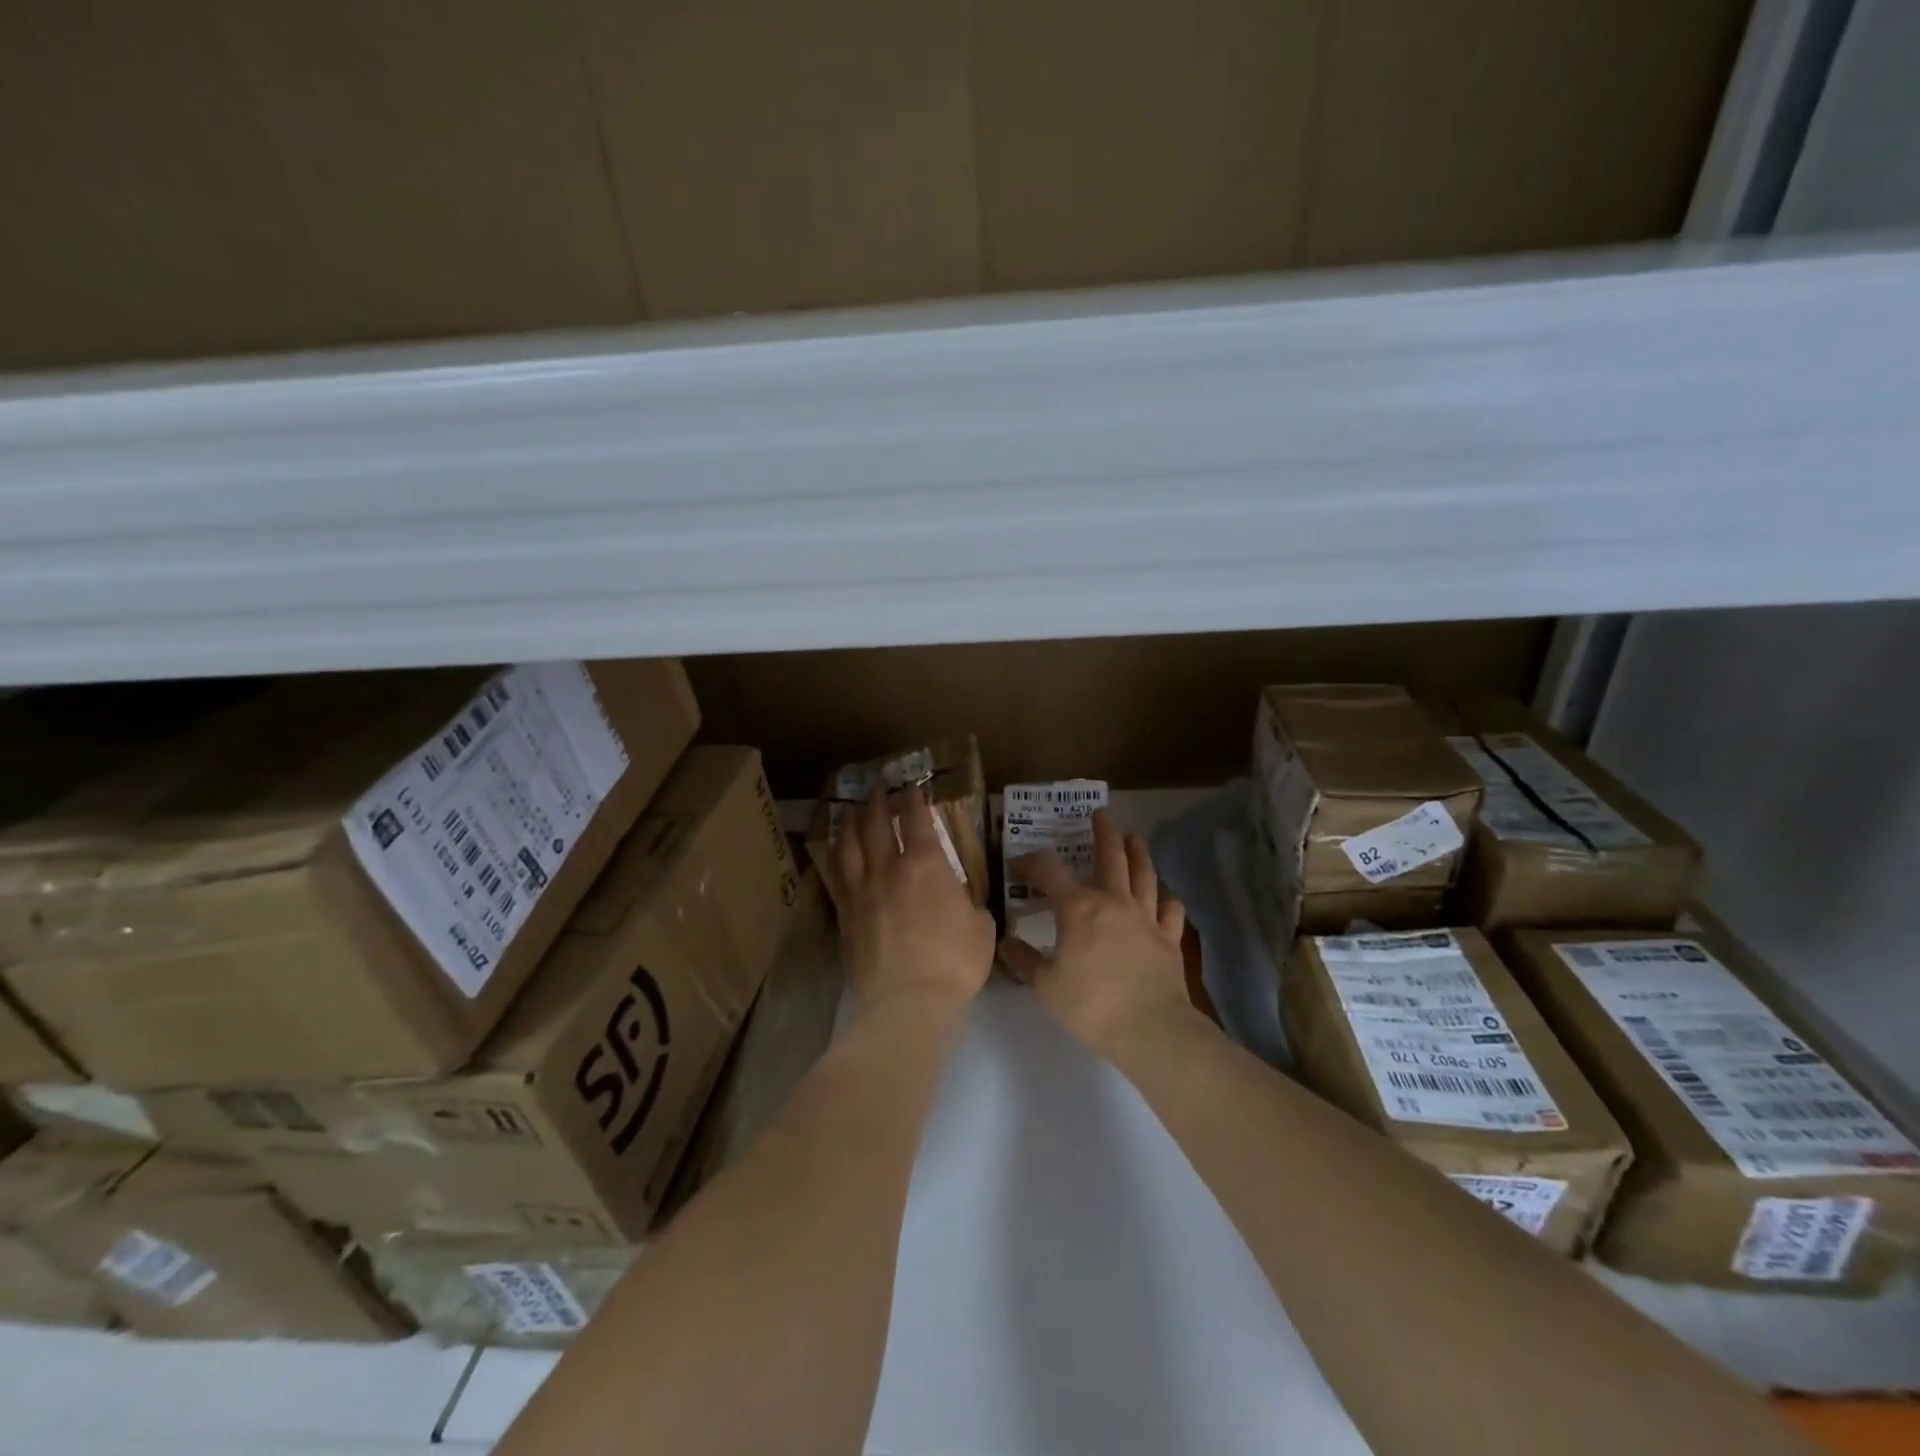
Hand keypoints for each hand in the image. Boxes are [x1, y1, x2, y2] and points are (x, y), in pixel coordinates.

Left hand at [834, 783, 995, 1012]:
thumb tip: (962, 898)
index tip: (912, 786)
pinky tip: (836, 852)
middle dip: (877, 801)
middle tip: (877, 787)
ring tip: (851, 809)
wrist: (909, 1001)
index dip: (913, 798)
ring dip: (850, 822)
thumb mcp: (981, 926)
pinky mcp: (845, 915)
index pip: (916, 819)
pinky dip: (836, 857)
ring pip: (849, 845)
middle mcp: (888, 869)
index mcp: (925, 864)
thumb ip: (969, 903)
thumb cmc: (954, 963)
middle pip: (875, 823)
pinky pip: (836, 876)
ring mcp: (861, 891)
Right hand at [1000, 810, 1191, 1056]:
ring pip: (1144, 875)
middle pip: (1110, 857)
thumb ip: (1024, 961)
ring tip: (1136, 837)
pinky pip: (1170, 911)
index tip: (1017, 867)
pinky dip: (1167, 901)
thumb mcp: (1045, 986)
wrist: (1150, 1028)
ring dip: (1139, 853)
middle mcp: (1113, 901)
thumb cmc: (1090, 1004)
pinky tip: (1166, 899)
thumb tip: (1005, 942)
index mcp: (1077, 907)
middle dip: (1104, 833)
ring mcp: (1145, 917)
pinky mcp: (1169, 938)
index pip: (1048, 871)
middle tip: (1102, 814)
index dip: (1030, 863)